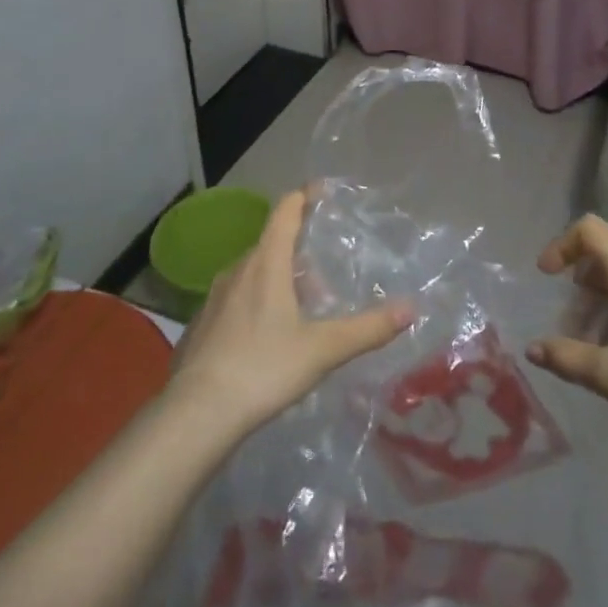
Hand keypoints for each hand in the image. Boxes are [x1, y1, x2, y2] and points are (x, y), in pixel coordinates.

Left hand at [168, 190, 413, 442]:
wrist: (195, 416)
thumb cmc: (263, 369)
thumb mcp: (323, 349)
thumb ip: (368, 328)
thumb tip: (411, 308)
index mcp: (266, 263)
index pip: (286, 211)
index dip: (306, 196)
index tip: (324, 190)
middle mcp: (238, 270)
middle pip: (272, 244)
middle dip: (300, 250)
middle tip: (326, 273)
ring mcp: (214, 297)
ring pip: (253, 273)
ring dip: (279, 279)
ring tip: (303, 308)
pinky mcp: (202, 325)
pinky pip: (236, 299)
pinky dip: (257, 302)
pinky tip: (268, 337)